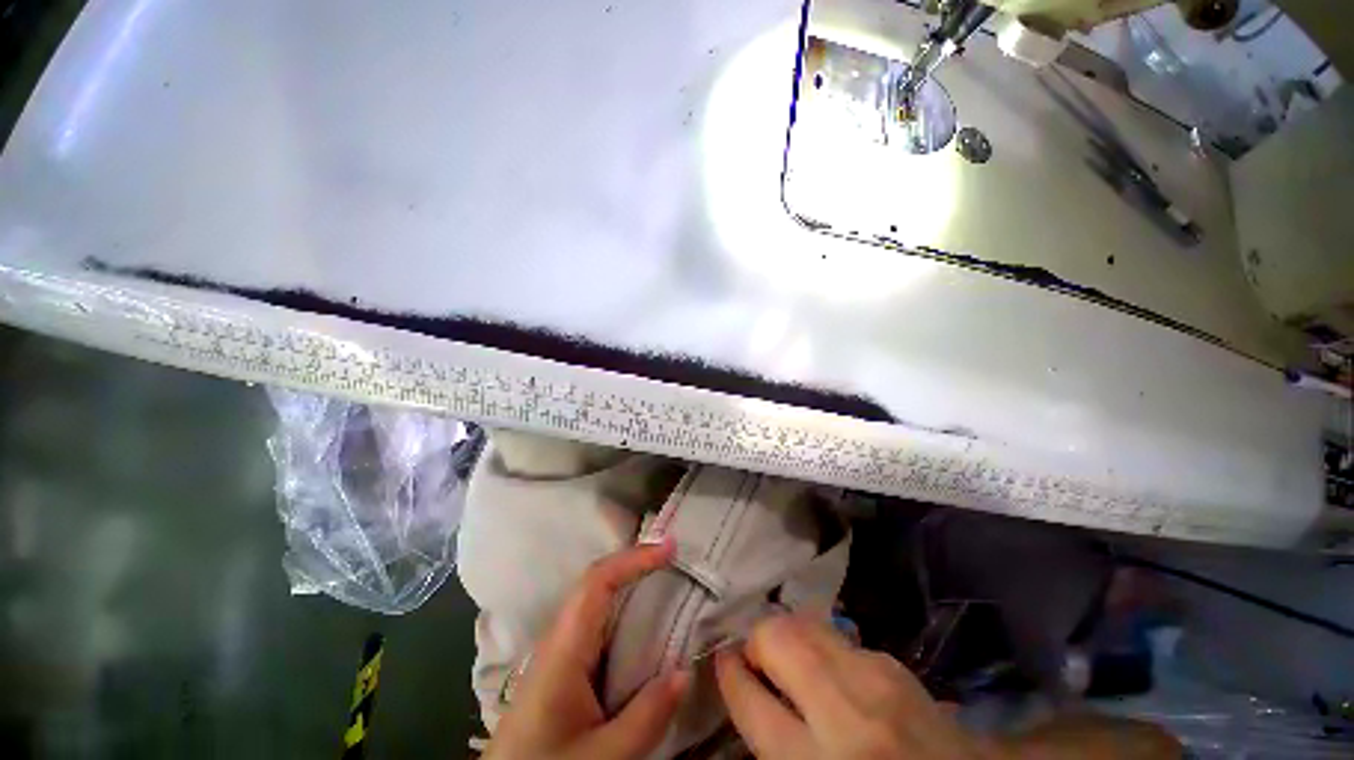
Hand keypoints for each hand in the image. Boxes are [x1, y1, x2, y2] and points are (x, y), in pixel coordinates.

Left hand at [485, 540, 689, 759]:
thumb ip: (649, 714)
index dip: (630, 561)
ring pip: (592, 617)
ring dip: (629, 598)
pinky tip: (647, 641)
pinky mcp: (558, 679)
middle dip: (633, 572)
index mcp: (562, 656)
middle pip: (591, 595)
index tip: (671, 547)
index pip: (593, 589)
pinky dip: (623, 627)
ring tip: (674, 594)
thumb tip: (684, 670)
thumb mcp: (609, 751)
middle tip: (683, 567)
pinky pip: (593, 640)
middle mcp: (554, 648)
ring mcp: (554, 662)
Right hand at [715, 615, 996, 759]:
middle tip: (753, 660)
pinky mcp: (902, 667)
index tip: (719, 661)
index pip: (750, 699)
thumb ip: (773, 738)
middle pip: (783, 641)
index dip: (727, 675)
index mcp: (811, 756)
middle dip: (757, 641)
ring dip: (791, 637)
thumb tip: (748, 688)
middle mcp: (847, 708)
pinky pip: (847, 642)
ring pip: (816, 629)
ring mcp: (882, 678)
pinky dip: (825, 646)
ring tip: (786, 661)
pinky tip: (827, 668)